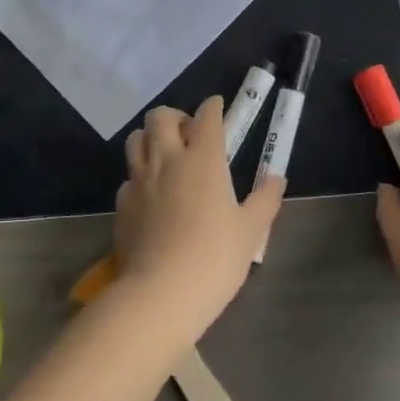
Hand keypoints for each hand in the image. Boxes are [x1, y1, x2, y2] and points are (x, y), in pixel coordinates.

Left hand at [114, 96, 283, 346]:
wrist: (160, 294)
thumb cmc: (214, 259)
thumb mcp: (250, 231)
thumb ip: (265, 199)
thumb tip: (277, 177)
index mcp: (203, 160)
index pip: (206, 117)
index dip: (213, 107)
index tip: (218, 106)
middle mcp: (167, 160)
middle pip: (161, 117)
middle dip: (176, 116)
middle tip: (190, 133)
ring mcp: (139, 181)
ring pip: (136, 139)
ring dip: (151, 138)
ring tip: (166, 155)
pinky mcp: (122, 205)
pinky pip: (129, 177)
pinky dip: (140, 176)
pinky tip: (152, 195)